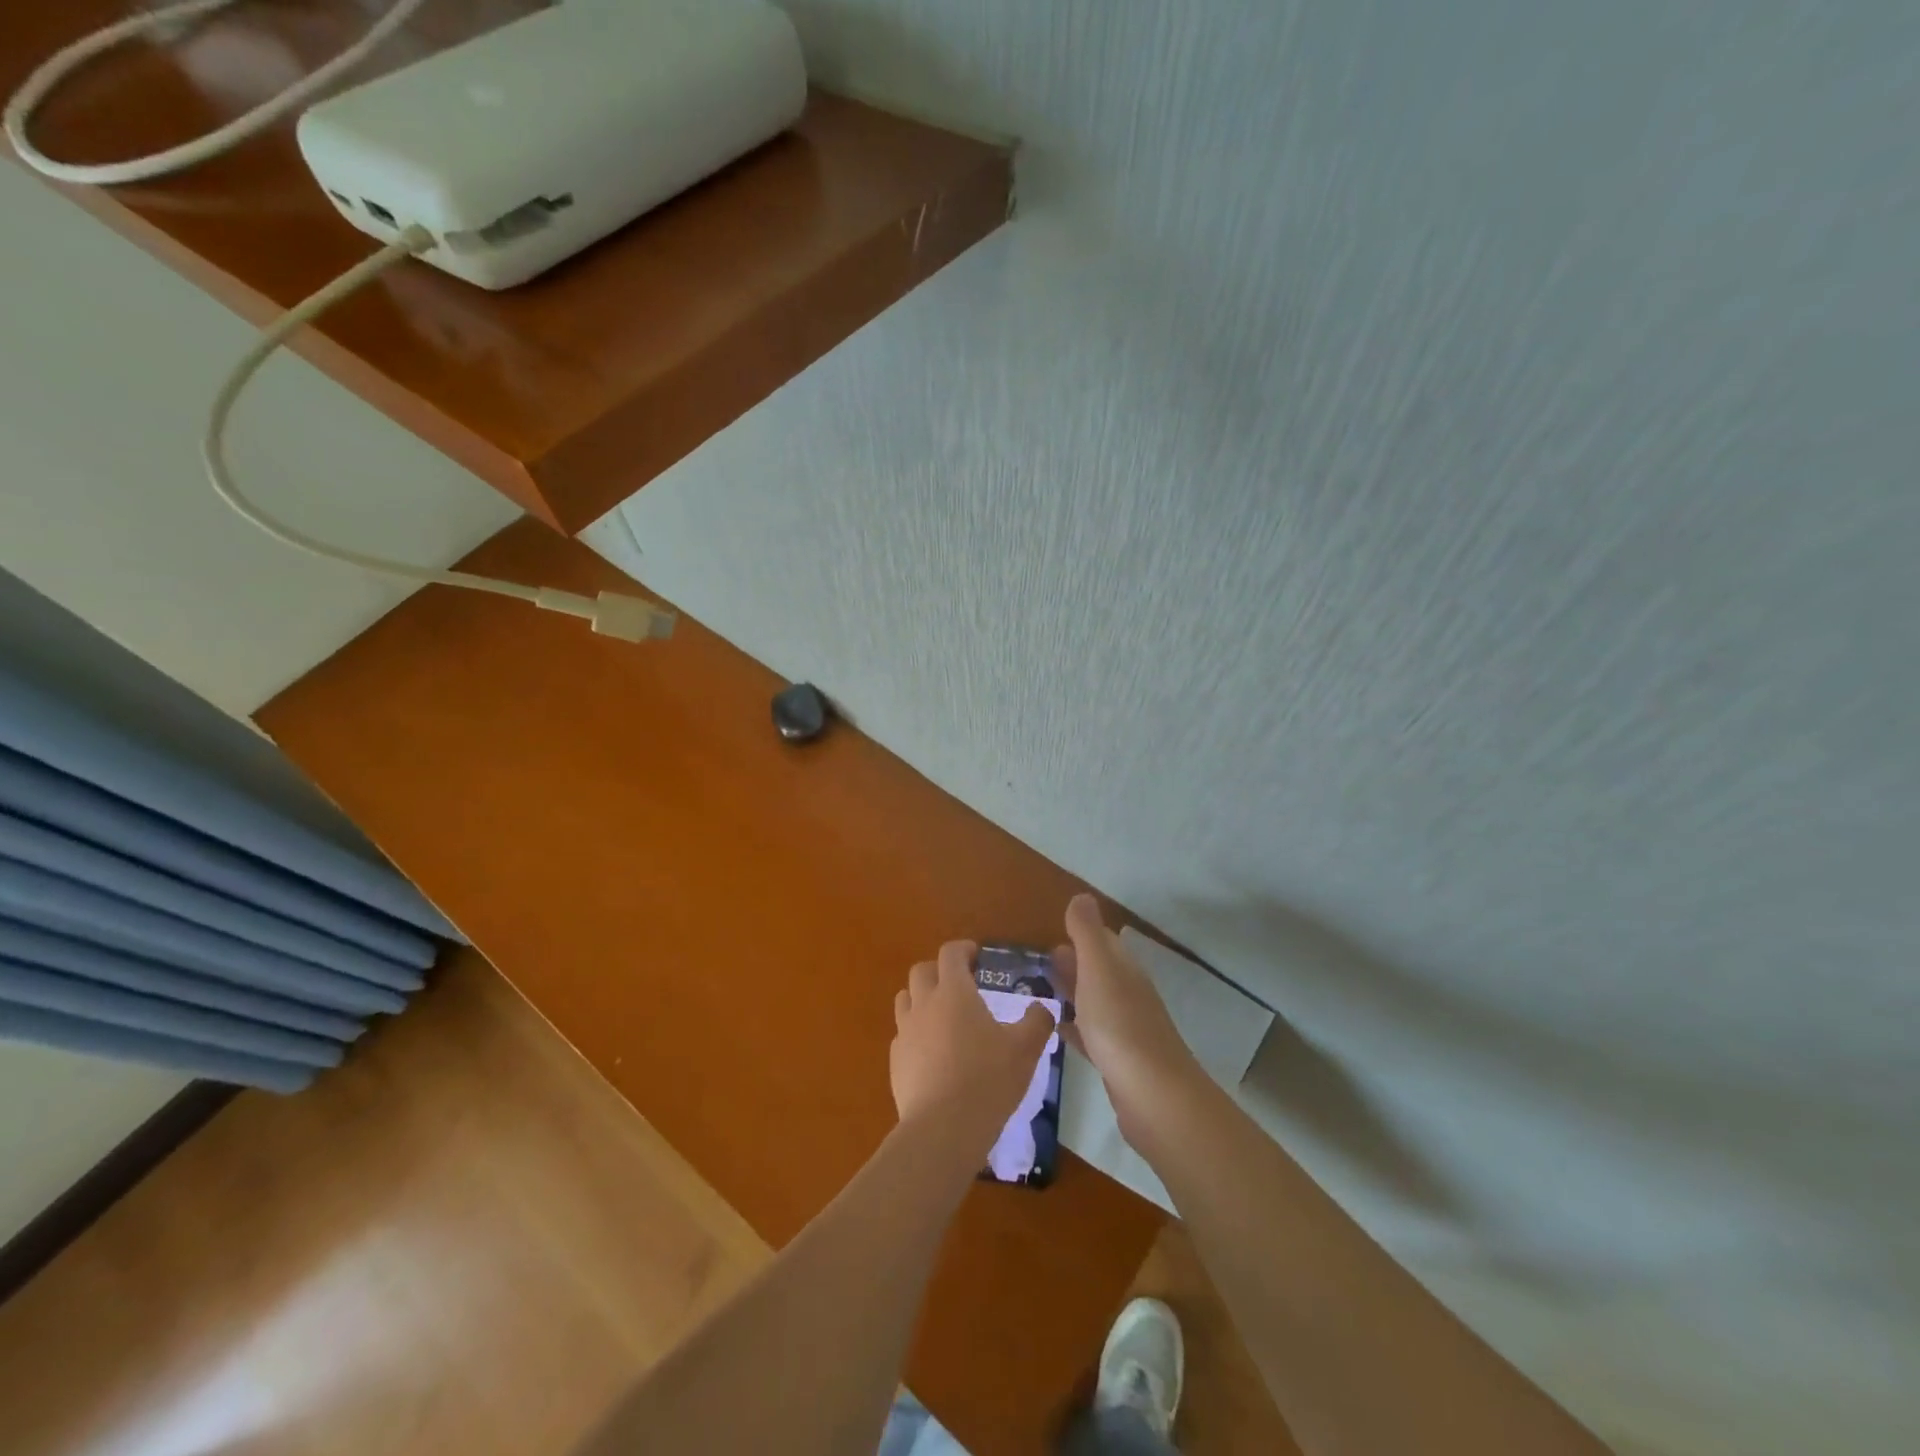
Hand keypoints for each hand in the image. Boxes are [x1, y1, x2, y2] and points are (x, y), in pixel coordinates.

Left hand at [891, 940, 1056, 1150]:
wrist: (943, 1130)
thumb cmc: (988, 1079)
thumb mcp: (1026, 1049)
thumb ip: (1037, 1021)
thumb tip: (1041, 1008)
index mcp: (954, 992)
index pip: (950, 953)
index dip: (963, 949)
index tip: (977, 956)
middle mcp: (924, 1004)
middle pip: (921, 971)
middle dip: (939, 971)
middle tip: (960, 985)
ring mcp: (905, 1033)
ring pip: (905, 1000)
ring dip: (922, 999)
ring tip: (943, 1017)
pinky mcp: (895, 1062)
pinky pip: (903, 1035)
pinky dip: (916, 1034)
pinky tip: (933, 1054)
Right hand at [1052, 895, 1202, 1147]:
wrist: (1154, 1097)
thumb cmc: (1120, 1026)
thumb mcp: (1098, 969)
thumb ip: (1086, 933)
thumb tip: (1081, 896)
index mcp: (1123, 970)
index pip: (1102, 941)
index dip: (1079, 934)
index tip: (1050, 933)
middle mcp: (1127, 994)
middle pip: (1098, 971)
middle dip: (1072, 963)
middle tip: (1037, 963)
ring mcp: (1125, 1030)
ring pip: (1094, 1002)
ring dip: (1071, 993)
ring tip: (1039, 991)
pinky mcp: (1118, 1062)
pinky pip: (1091, 1035)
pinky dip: (1074, 1026)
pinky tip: (1058, 1029)